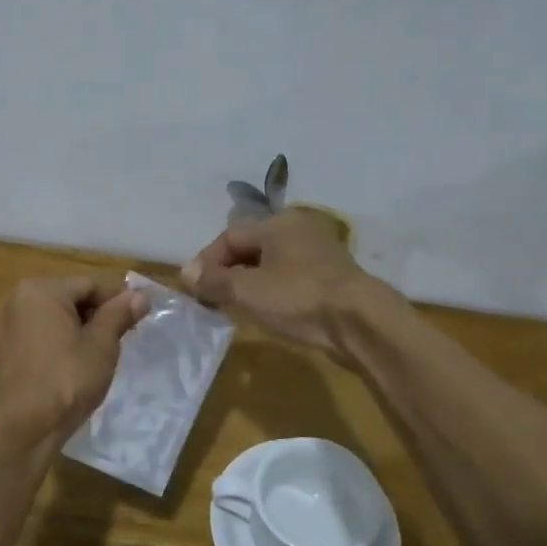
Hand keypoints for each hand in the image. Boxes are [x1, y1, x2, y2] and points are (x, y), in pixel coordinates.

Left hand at [0, 275, 146, 439]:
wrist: (26, 426)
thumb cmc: (68, 378)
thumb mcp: (101, 345)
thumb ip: (119, 315)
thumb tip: (140, 296)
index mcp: (41, 290)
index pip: (90, 285)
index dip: (117, 301)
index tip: (137, 322)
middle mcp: (18, 298)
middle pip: (71, 297)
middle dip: (97, 315)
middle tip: (120, 340)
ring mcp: (8, 322)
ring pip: (55, 315)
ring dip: (80, 328)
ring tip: (99, 354)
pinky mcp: (5, 346)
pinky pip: (41, 331)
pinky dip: (60, 339)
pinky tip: (75, 362)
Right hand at [182, 209, 386, 356]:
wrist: (361, 322)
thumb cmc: (298, 298)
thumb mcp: (247, 291)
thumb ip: (214, 280)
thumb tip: (185, 272)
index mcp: (277, 223)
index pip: (229, 236)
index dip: (206, 261)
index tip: (194, 288)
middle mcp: (298, 229)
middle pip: (250, 247)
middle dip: (227, 271)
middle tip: (212, 298)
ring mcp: (318, 252)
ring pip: (271, 263)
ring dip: (248, 282)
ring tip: (235, 306)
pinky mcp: (331, 277)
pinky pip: (290, 277)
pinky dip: (272, 290)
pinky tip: (267, 310)